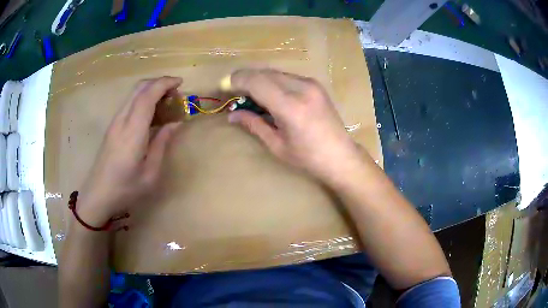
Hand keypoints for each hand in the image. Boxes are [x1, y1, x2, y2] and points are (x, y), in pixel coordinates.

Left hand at [77, 77, 181, 225]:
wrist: (97, 195)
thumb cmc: (125, 189)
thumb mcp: (150, 174)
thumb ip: (162, 145)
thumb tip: (174, 124)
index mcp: (133, 132)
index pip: (147, 95)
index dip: (164, 83)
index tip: (180, 82)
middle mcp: (122, 120)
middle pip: (139, 88)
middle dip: (159, 82)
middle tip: (175, 92)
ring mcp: (114, 122)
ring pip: (133, 94)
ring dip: (150, 90)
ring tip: (166, 102)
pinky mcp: (112, 127)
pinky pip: (129, 103)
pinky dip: (142, 99)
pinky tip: (151, 114)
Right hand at [226, 69, 363, 185]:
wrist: (341, 155)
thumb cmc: (308, 158)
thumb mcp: (277, 145)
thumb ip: (253, 124)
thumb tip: (232, 115)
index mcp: (291, 107)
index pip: (257, 82)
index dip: (237, 81)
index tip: (224, 86)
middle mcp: (302, 89)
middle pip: (264, 73)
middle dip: (245, 78)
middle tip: (233, 91)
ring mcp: (311, 84)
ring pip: (275, 72)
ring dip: (258, 79)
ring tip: (249, 94)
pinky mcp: (315, 84)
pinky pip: (286, 76)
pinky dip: (272, 81)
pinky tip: (269, 94)